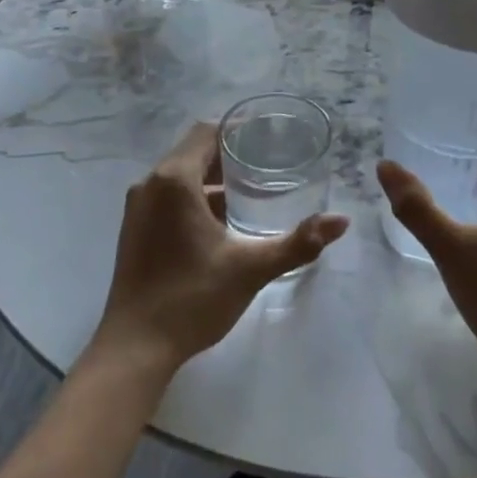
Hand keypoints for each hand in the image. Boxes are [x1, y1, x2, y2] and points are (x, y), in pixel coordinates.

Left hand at [93, 122, 348, 375]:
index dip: (237, 130)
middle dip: (230, 156)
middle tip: (269, 164)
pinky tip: (223, 222)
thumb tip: (341, 222)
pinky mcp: (135, 230)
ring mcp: (138, 208)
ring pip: (180, 176)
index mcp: (173, 180)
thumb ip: (297, 243)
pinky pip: (168, 197)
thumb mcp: (250, 268)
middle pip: (193, 151)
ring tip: (252, 193)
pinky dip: (195, 198)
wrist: (135, 347)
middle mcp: (150, 184)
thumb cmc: (191, 299)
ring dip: (212, 179)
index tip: (269, 138)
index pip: (207, 132)